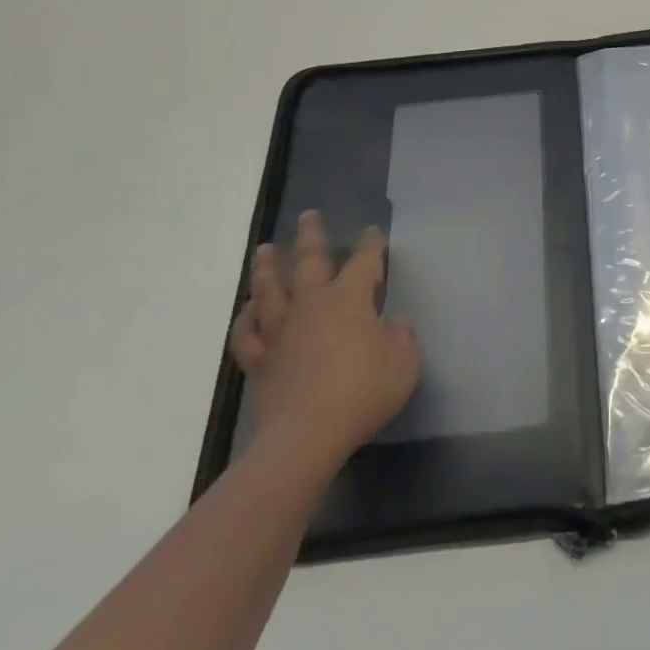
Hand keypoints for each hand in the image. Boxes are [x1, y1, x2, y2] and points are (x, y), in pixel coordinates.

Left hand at [228, 211, 421, 472]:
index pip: (364, 261)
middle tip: (308, 215)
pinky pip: (245, 333)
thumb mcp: (404, 362)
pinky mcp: (259, 360)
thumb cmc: (364, 390)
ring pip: (269, 289)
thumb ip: (402, 337)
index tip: (373, 232)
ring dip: (268, 266)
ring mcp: (281, 330)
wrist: (308, 433)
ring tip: (267, 249)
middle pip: (310, 260)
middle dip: (312, 235)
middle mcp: (312, 303)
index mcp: (350, 298)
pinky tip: (247, 310)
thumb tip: (394, 323)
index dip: (371, 245)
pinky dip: (244, 319)